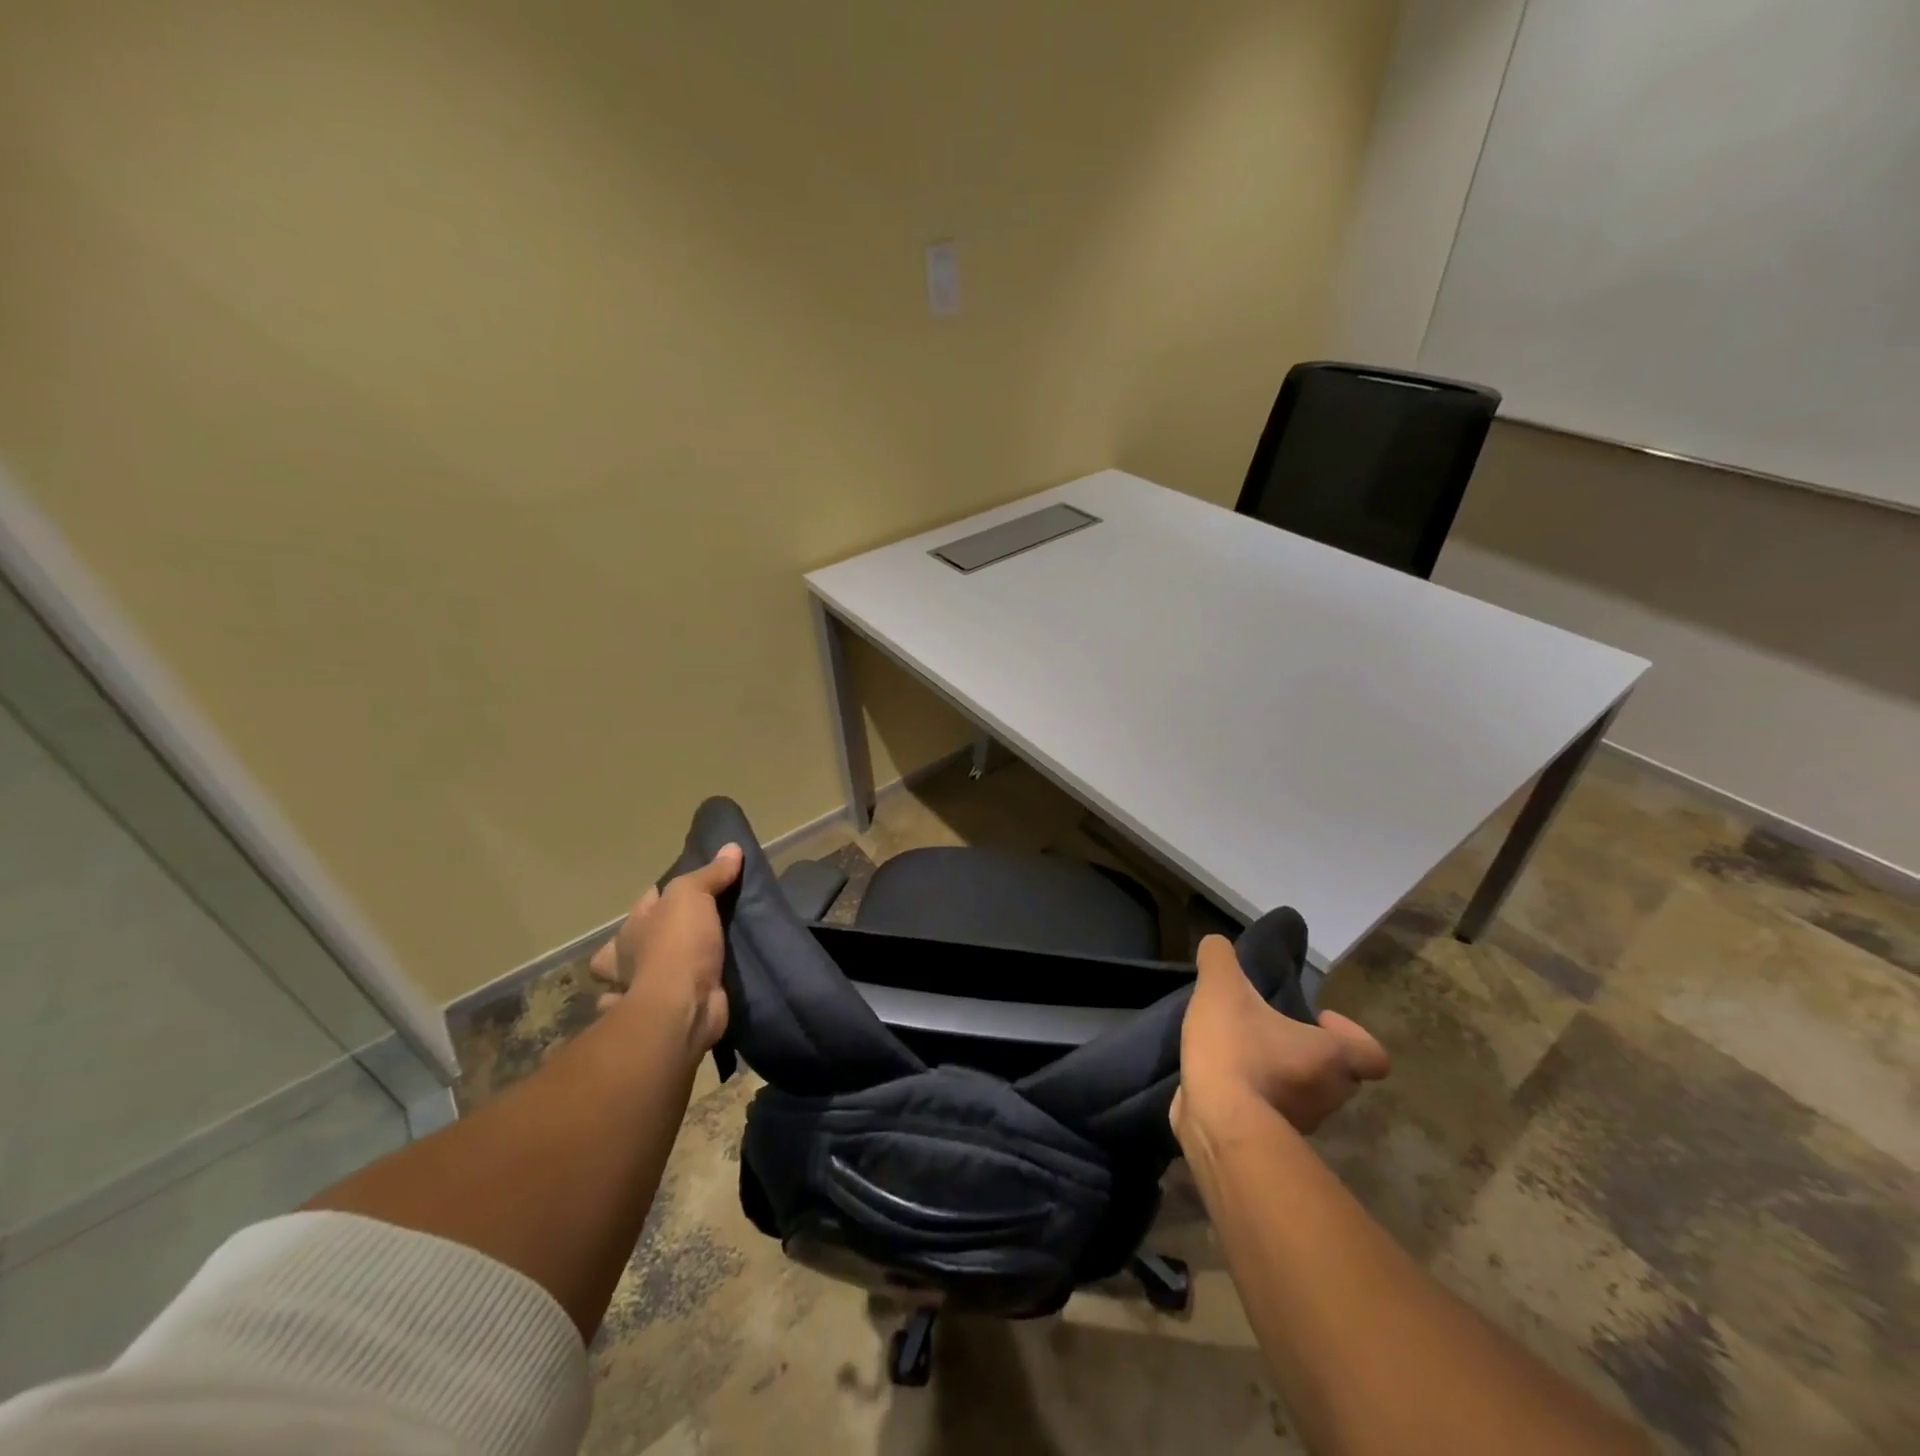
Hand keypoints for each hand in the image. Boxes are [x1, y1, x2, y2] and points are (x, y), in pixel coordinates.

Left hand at [589, 844, 741, 1054]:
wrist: (683, 1009)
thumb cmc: (678, 945)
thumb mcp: (693, 896)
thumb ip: (710, 874)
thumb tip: (731, 848)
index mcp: (630, 929)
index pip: (645, 902)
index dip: (663, 894)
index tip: (690, 888)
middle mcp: (629, 961)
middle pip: (635, 942)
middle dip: (650, 938)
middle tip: (688, 930)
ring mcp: (644, 992)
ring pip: (642, 976)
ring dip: (654, 972)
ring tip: (693, 963)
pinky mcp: (666, 1015)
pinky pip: (667, 1003)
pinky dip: (673, 1001)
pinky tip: (695, 994)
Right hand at [1172, 934, 1389, 1145]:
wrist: (1217, 1123)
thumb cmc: (1236, 1051)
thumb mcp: (1222, 988)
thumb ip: (1220, 959)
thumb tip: (1216, 943)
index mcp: (1331, 1057)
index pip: (1372, 1054)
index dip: (1352, 1034)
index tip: (1319, 1017)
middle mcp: (1327, 1096)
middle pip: (1336, 1075)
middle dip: (1308, 1054)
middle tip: (1272, 1032)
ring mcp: (1299, 1126)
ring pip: (1301, 1098)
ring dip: (1279, 1078)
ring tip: (1238, 1053)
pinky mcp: (1267, 1143)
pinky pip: (1267, 1116)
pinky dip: (1252, 1101)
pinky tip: (1220, 1081)